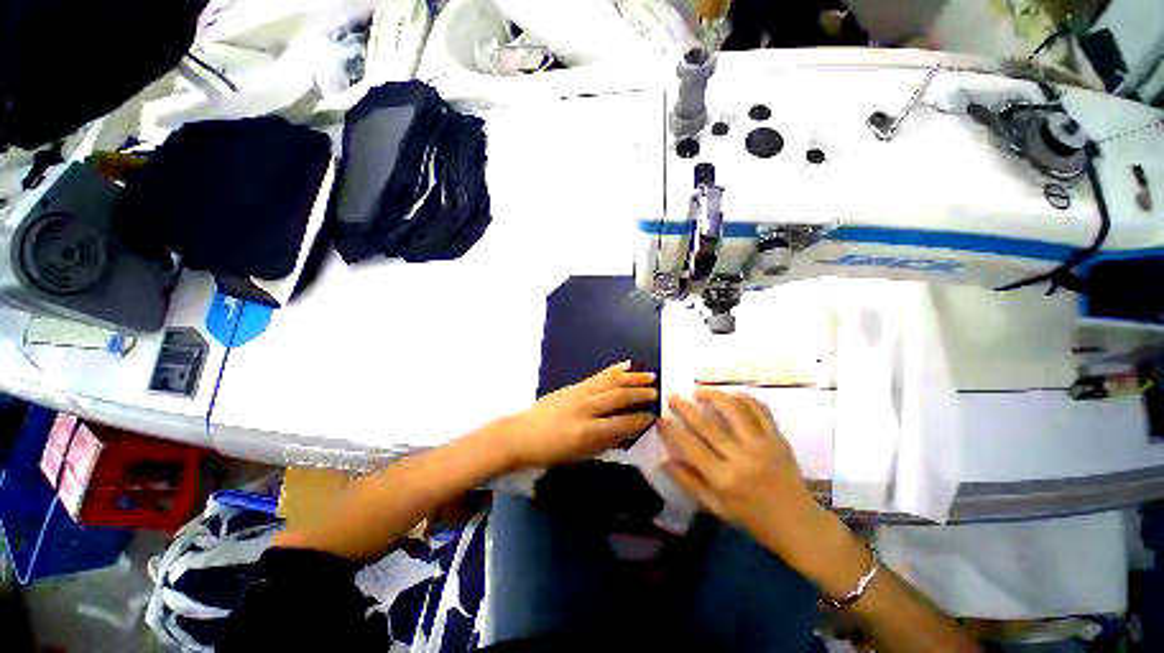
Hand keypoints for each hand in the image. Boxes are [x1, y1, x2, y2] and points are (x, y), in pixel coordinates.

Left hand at [497, 361, 656, 469]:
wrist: (520, 434)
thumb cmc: (549, 451)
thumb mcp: (579, 455)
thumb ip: (605, 443)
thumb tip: (628, 433)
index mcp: (587, 431)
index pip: (622, 423)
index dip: (640, 420)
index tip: (654, 416)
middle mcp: (586, 408)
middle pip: (618, 397)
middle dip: (640, 394)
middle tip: (656, 392)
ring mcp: (579, 393)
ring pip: (611, 381)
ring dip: (632, 378)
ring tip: (649, 375)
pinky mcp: (574, 385)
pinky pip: (598, 375)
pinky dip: (613, 369)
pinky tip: (625, 365)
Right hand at [659, 390, 863, 589]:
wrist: (799, 524)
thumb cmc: (753, 519)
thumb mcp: (716, 508)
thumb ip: (689, 483)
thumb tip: (664, 461)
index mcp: (724, 479)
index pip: (690, 447)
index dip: (672, 430)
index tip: (660, 418)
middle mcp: (741, 458)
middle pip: (707, 425)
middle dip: (685, 407)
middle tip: (673, 396)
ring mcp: (762, 445)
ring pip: (734, 410)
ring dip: (713, 396)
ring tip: (699, 391)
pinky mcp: (778, 439)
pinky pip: (760, 410)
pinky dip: (745, 398)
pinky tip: (732, 395)